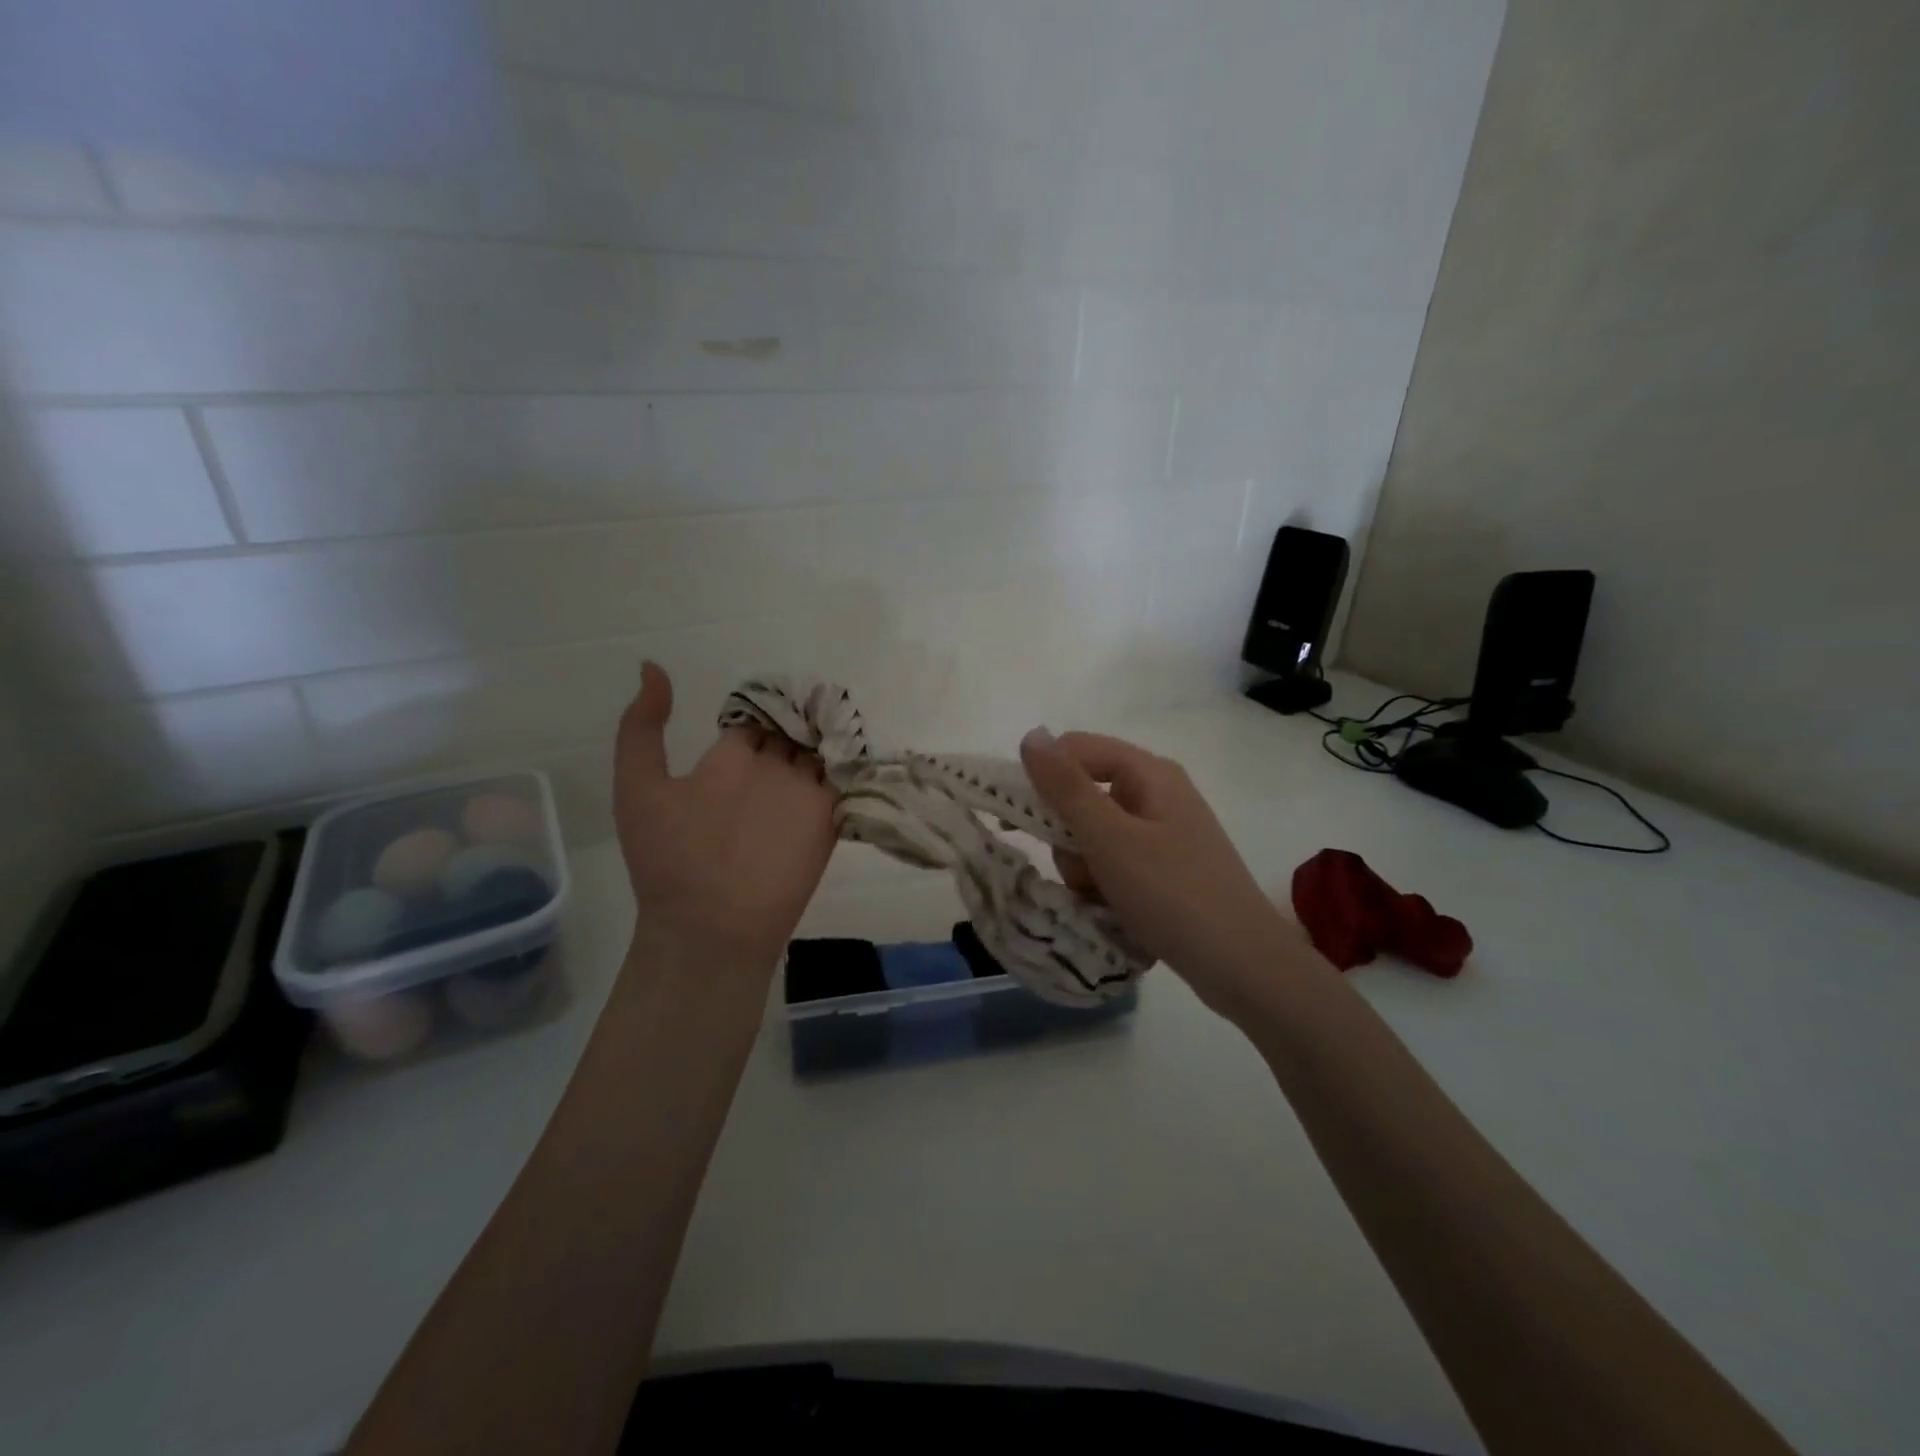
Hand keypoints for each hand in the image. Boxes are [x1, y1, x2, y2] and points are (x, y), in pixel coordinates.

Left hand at [615, 662, 835, 977]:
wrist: (708, 928)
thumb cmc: (668, 859)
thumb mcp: (639, 788)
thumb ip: (642, 729)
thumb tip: (651, 666)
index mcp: (728, 762)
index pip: (757, 719)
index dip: (769, 701)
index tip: (785, 685)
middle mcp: (767, 774)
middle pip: (794, 729)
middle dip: (807, 709)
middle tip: (824, 690)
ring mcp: (799, 797)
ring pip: (823, 750)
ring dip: (835, 728)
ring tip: (844, 707)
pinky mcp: (827, 821)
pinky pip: (846, 782)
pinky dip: (855, 760)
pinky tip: (858, 738)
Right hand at [1019, 728, 1314, 1017]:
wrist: (1242, 967)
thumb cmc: (1172, 894)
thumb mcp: (1109, 839)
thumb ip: (1065, 787)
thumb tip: (1031, 735)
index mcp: (1150, 773)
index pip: (1077, 749)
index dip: (1044, 777)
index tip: (1020, 819)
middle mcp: (1157, 795)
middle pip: (1084, 794)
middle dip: (1069, 836)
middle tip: (1081, 870)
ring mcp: (1164, 834)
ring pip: (1095, 835)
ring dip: (1085, 867)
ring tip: (1103, 898)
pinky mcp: (1166, 869)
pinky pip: (1116, 863)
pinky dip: (1105, 884)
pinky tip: (1116, 910)